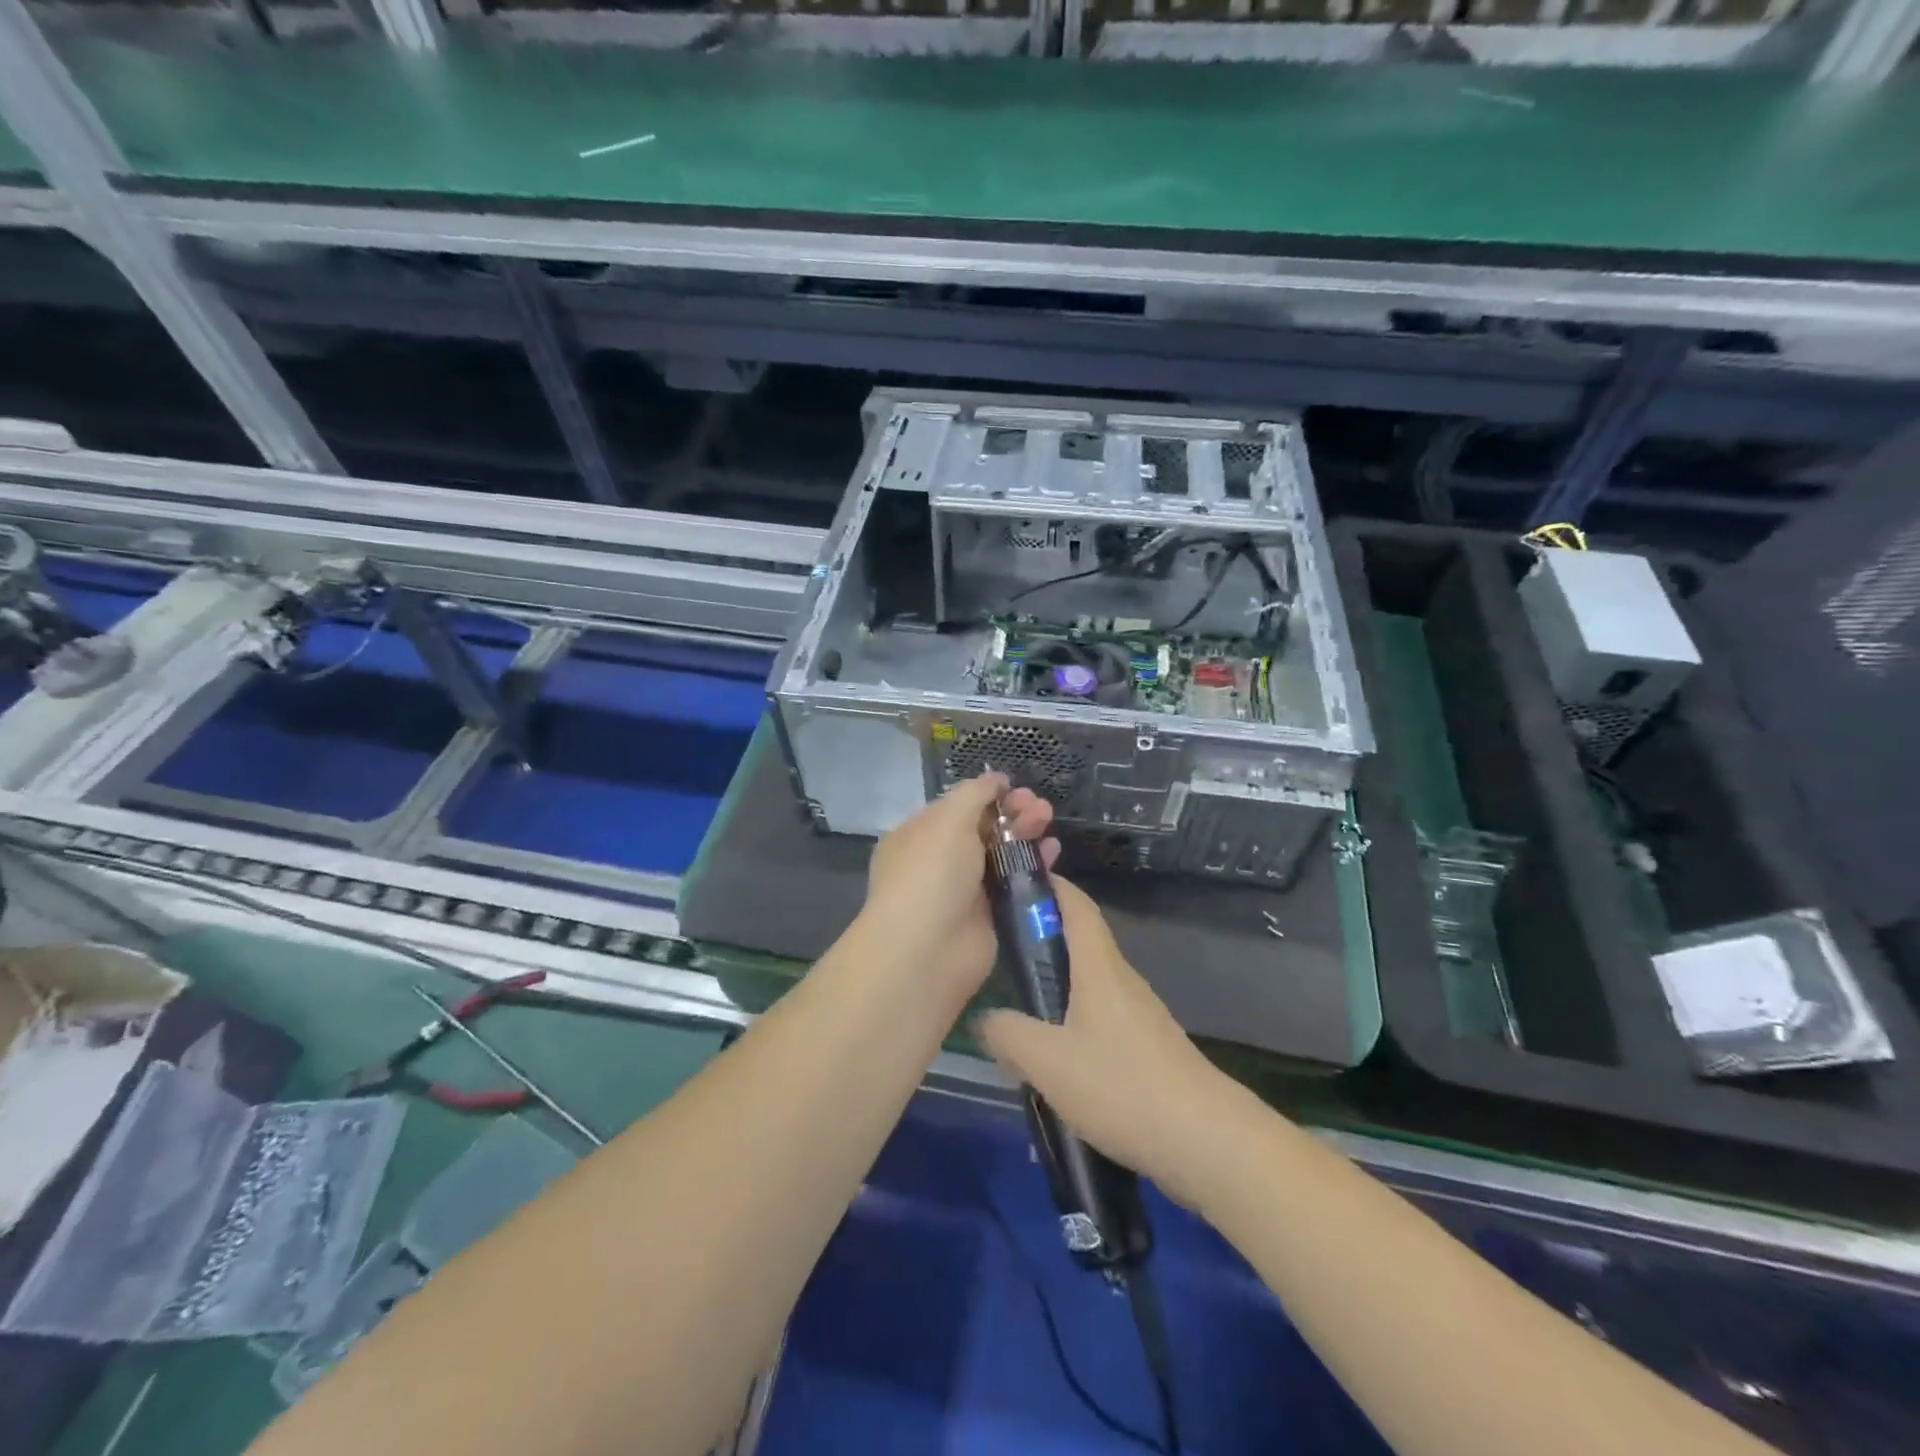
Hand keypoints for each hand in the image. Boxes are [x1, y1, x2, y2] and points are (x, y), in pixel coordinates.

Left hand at [859, 774, 1055, 999]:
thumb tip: (995, 778)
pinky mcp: (989, 917)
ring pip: (1001, 855)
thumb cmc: (931, 874)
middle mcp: (939, 861)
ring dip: (1026, 835)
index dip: (986, 795)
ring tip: (1049, 821)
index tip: (1014, 787)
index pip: (956, 807)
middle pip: (982, 829)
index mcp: (918, 835)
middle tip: (1040, 806)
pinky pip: (1014, 885)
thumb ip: (974, 794)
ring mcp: (964, 891)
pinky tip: (1053, 852)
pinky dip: (1034, 867)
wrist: (928, 951)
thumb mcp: (948, 820)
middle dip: (1011, 813)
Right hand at [978, 877, 1246, 1208]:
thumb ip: (1009, 1034)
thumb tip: (986, 1019)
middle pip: (1080, 941)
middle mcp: (1121, 980)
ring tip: (1016, 1011)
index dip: (1048, 884)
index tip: (1012, 879)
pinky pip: (1100, 1019)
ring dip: (1054, 986)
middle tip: (997, 952)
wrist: (1208, 1142)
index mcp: (1099, 967)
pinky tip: (1054, 1060)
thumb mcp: (1049, 1062)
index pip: (1075, 904)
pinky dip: (1072, 1023)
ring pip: (1088, 984)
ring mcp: (1139, 1015)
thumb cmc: (1123, 1087)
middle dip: (1040, 938)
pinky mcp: (1147, 1049)